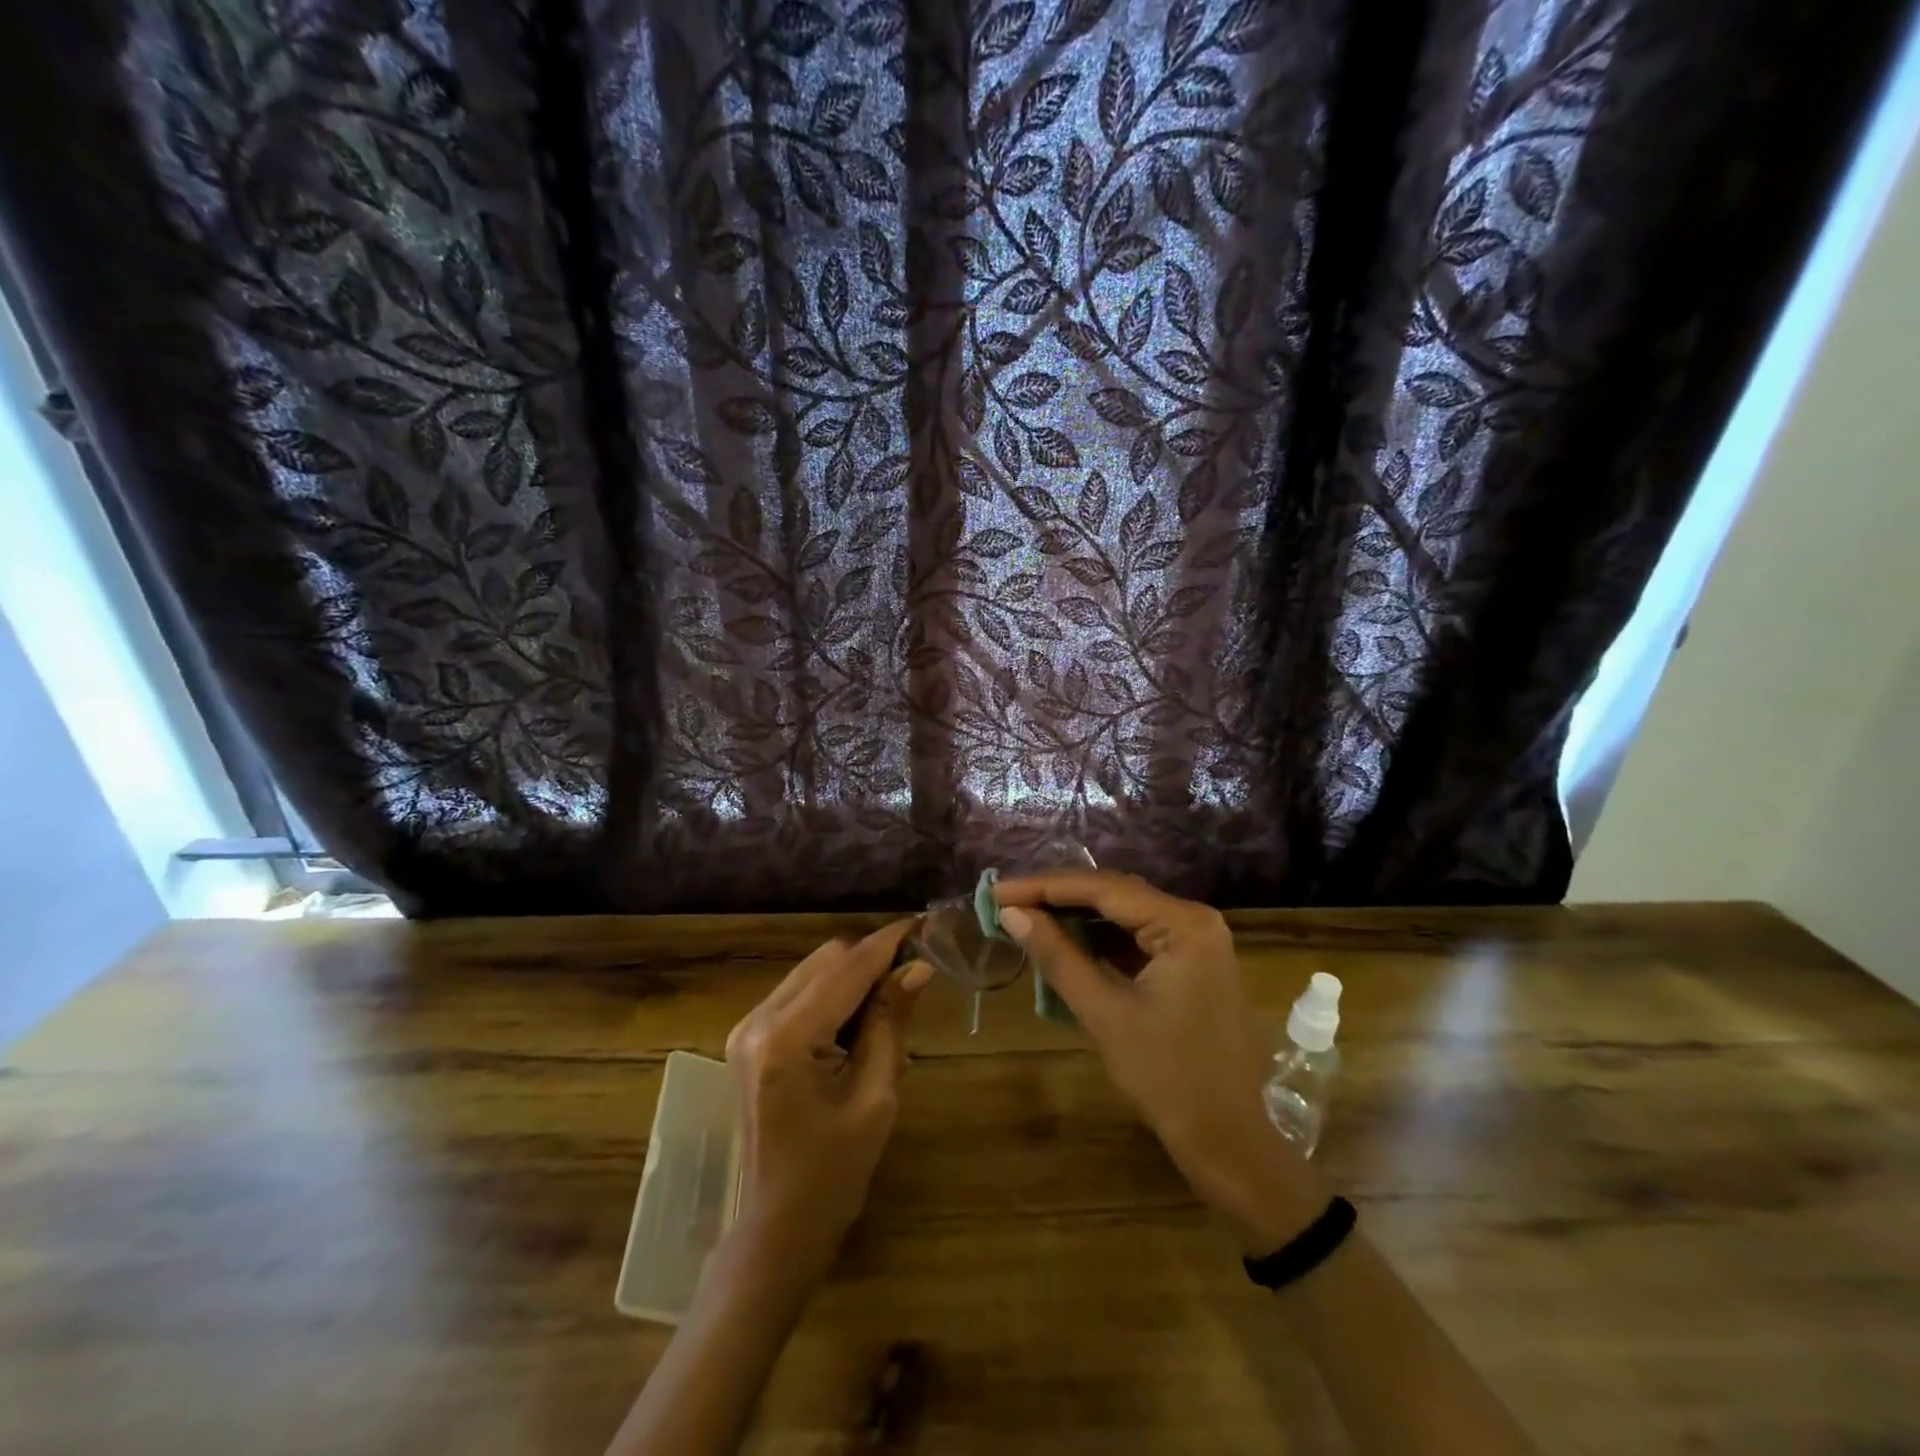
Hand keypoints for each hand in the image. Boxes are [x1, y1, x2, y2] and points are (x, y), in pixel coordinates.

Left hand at [723, 921, 931, 1284]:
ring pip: (814, 969)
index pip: (847, 969)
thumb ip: (890, 1022)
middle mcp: (758, 1020)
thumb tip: (917, 967)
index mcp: (786, 1038)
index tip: (926, 924)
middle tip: (915, 972)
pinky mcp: (750, 1036)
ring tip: (891, 1000)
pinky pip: (801, 991)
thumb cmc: (834, 1172)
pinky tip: (859, 1019)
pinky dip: (834, 992)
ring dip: (854, 974)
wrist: (778, 1226)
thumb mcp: (876, 1095)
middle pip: (827, 959)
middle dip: (872, 958)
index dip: (889, 943)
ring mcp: (748, 1026)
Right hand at [995, 872, 1324, 1253]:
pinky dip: (1097, 940)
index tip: (998, 891)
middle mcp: (1194, 919)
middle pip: (1114, 894)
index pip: (1103, 888)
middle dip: (1057, 897)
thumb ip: (1058, 956)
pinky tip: (1062, 941)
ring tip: (1024, 917)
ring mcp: (1195, 941)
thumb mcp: (1105, 1013)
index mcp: (1184, 924)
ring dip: (1075, 917)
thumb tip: (1011, 913)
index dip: (1044, 886)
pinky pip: (1136, 938)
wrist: (1229, 1140)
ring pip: (1123, 914)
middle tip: (1005, 902)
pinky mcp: (1189, 963)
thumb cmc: (1168, 1078)